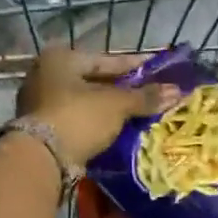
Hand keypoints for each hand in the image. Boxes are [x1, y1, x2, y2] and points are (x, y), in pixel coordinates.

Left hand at [17, 47, 179, 164]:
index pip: (107, 60)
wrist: (41, 158)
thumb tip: (178, 91)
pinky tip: (117, 130)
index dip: (135, 66)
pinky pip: (77, 120)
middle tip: (150, 93)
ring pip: (86, 102)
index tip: (158, 69)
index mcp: (61, 59)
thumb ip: (145, 97)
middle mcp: (46, 75)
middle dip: (123, 89)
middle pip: (94, 81)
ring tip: (138, 114)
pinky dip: (96, 123)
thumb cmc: (79, 117)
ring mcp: (40, 103)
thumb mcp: (116, 104)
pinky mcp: (41, 128)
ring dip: (110, 108)